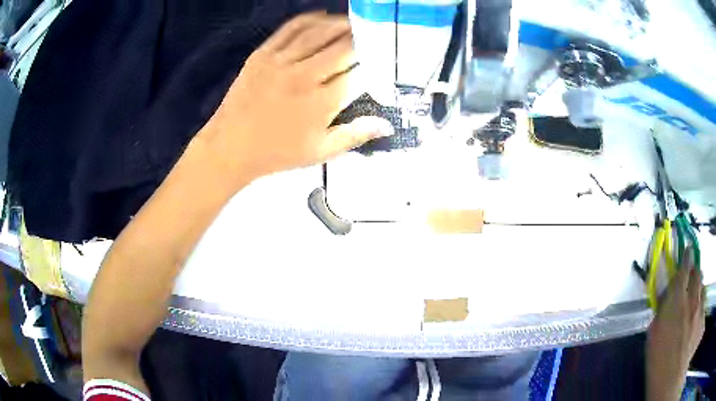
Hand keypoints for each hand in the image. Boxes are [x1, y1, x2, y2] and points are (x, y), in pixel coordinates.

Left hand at [201, 12, 392, 180]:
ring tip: (355, 22)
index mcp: (322, 102)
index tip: (381, 61)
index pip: (358, 73)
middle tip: (373, 36)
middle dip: (363, 40)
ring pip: (320, 32)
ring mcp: (281, 61)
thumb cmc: (277, 153)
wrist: (230, 147)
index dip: (374, 64)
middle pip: (343, 47)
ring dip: (342, 24)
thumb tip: (387, 124)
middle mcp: (305, 75)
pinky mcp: (263, 54)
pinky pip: (291, 28)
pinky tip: (324, 16)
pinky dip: (311, 19)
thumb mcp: (320, 151)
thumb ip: (355, 135)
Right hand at [646, 252, 704, 400]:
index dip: (686, 259)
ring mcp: (701, 312)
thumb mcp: (653, 347)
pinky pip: (704, 314)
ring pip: (703, 293)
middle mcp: (693, 302)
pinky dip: (701, 319)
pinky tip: (695, 334)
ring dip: (699, 296)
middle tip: (692, 282)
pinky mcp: (704, 323)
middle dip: (695, 275)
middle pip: (697, 276)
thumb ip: (660, 320)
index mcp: (676, 305)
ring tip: (694, 311)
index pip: (683, 271)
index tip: (687, 252)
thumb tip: (663, 307)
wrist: (670, 388)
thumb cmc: (659, 371)